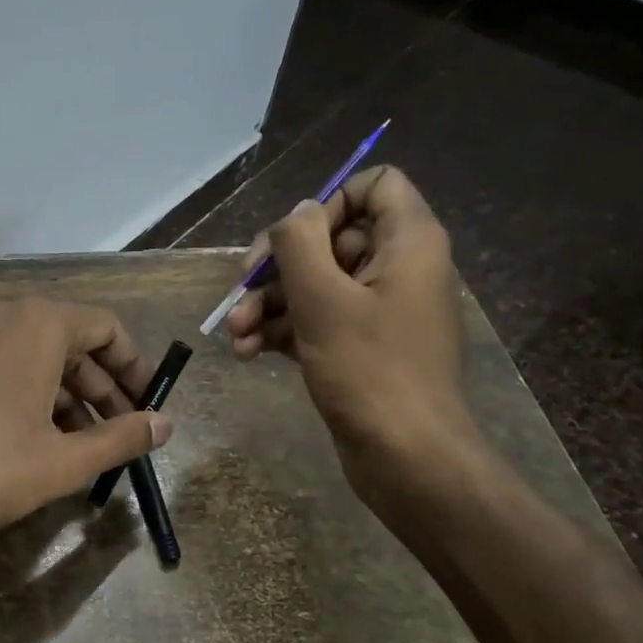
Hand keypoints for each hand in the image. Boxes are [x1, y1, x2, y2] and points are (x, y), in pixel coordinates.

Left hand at [0, 296, 170, 546]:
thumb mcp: (63, 460)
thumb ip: (121, 438)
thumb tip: (165, 424)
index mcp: (36, 322)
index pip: (105, 328)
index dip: (134, 367)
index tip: (149, 404)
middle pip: (68, 341)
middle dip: (99, 388)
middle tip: (120, 433)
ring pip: (31, 354)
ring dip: (64, 395)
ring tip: (81, 445)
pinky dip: (26, 391)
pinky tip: (34, 437)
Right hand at [225, 166, 476, 498]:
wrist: (406, 457)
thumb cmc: (369, 369)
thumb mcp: (323, 299)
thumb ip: (300, 244)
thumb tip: (295, 214)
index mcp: (408, 242)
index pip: (374, 185)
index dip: (327, 203)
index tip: (293, 242)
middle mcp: (398, 268)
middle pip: (330, 239)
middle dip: (277, 267)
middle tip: (239, 293)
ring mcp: (379, 310)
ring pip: (315, 285)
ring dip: (268, 305)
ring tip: (234, 335)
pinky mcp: (362, 347)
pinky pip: (317, 321)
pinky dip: (282, 331)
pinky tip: (247, 353)